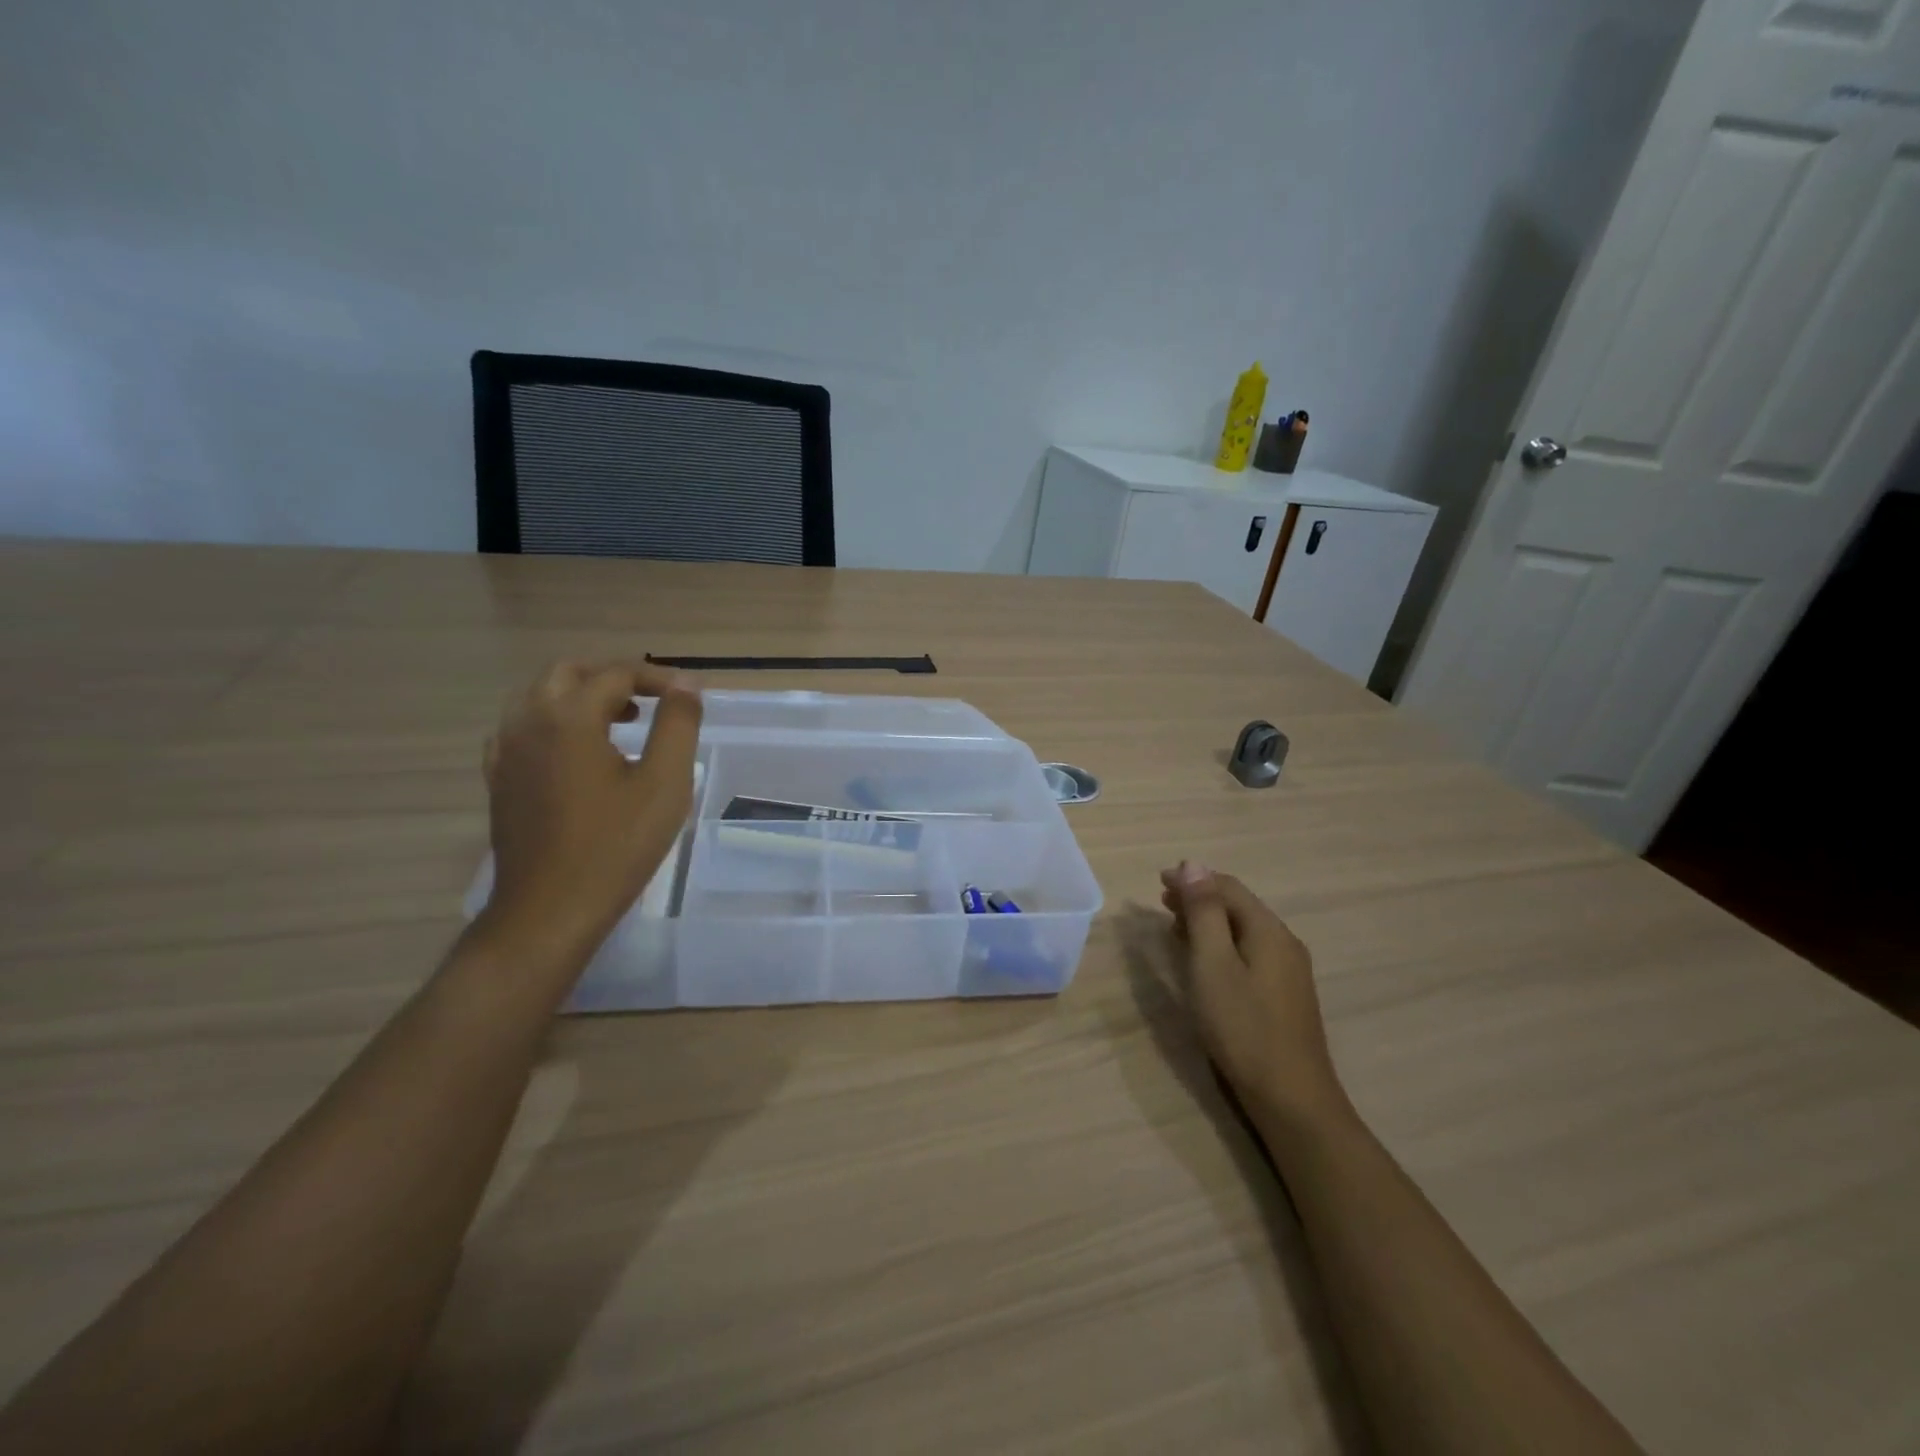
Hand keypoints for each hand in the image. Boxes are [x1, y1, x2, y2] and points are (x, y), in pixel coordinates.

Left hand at [480, 661, 702, 958]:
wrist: (550, 909)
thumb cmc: (616, 845)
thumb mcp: (665, 783)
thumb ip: (678, 725)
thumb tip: (687, 684)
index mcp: (568, 717)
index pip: (615, 674)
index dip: (657, 678)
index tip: (689, 695)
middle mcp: (528, 723)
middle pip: (567, 673)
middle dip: (611, 677)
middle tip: (651, 700)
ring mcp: (506, 752)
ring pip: (539, 698)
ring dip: (581, 696)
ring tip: (621, 722)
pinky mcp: (499, 780)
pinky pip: (522, 729)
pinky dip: (554, 723)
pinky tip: (579, 752)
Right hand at [1159, 861, 1346, 1124]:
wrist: (1292, 1099)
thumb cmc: (1244, 1028)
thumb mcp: (1213, 965)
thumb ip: (1204, 913)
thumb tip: (1193, 864)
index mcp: (1268, 930)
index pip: (1228, 887)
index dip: (1193, 879)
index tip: (1158, 882)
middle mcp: (1284, 942)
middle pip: (1238, 906)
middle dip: (1199, 898)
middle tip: (1162, 902)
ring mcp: (1288, 971)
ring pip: (1243, 930)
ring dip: (1209, 921)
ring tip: (1175, 927)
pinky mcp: (1285, 995)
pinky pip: (1249, 952)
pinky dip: (1222, 944)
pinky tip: (1205, 961)